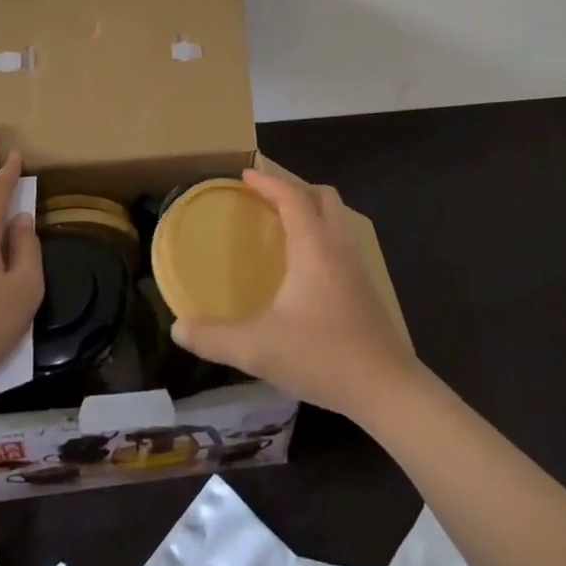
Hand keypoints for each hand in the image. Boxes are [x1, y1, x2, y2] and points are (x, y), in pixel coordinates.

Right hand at [171, 170, 418, 421]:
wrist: (387, 389)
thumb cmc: (322, 356)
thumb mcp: (258, 349)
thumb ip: (214, 338)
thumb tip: (178, 328)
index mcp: (314, 247)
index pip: (292, 197)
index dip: (268, 183)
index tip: (244, 176)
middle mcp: (338, 247)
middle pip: (324, 198)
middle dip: (294, 190)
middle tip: (265, 201)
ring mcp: (357, 268)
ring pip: (337, 220)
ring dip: (312, 213)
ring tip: (282, 229)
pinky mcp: (365, 289)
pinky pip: (341, 243)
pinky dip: (321, 237)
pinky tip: (304, 270)